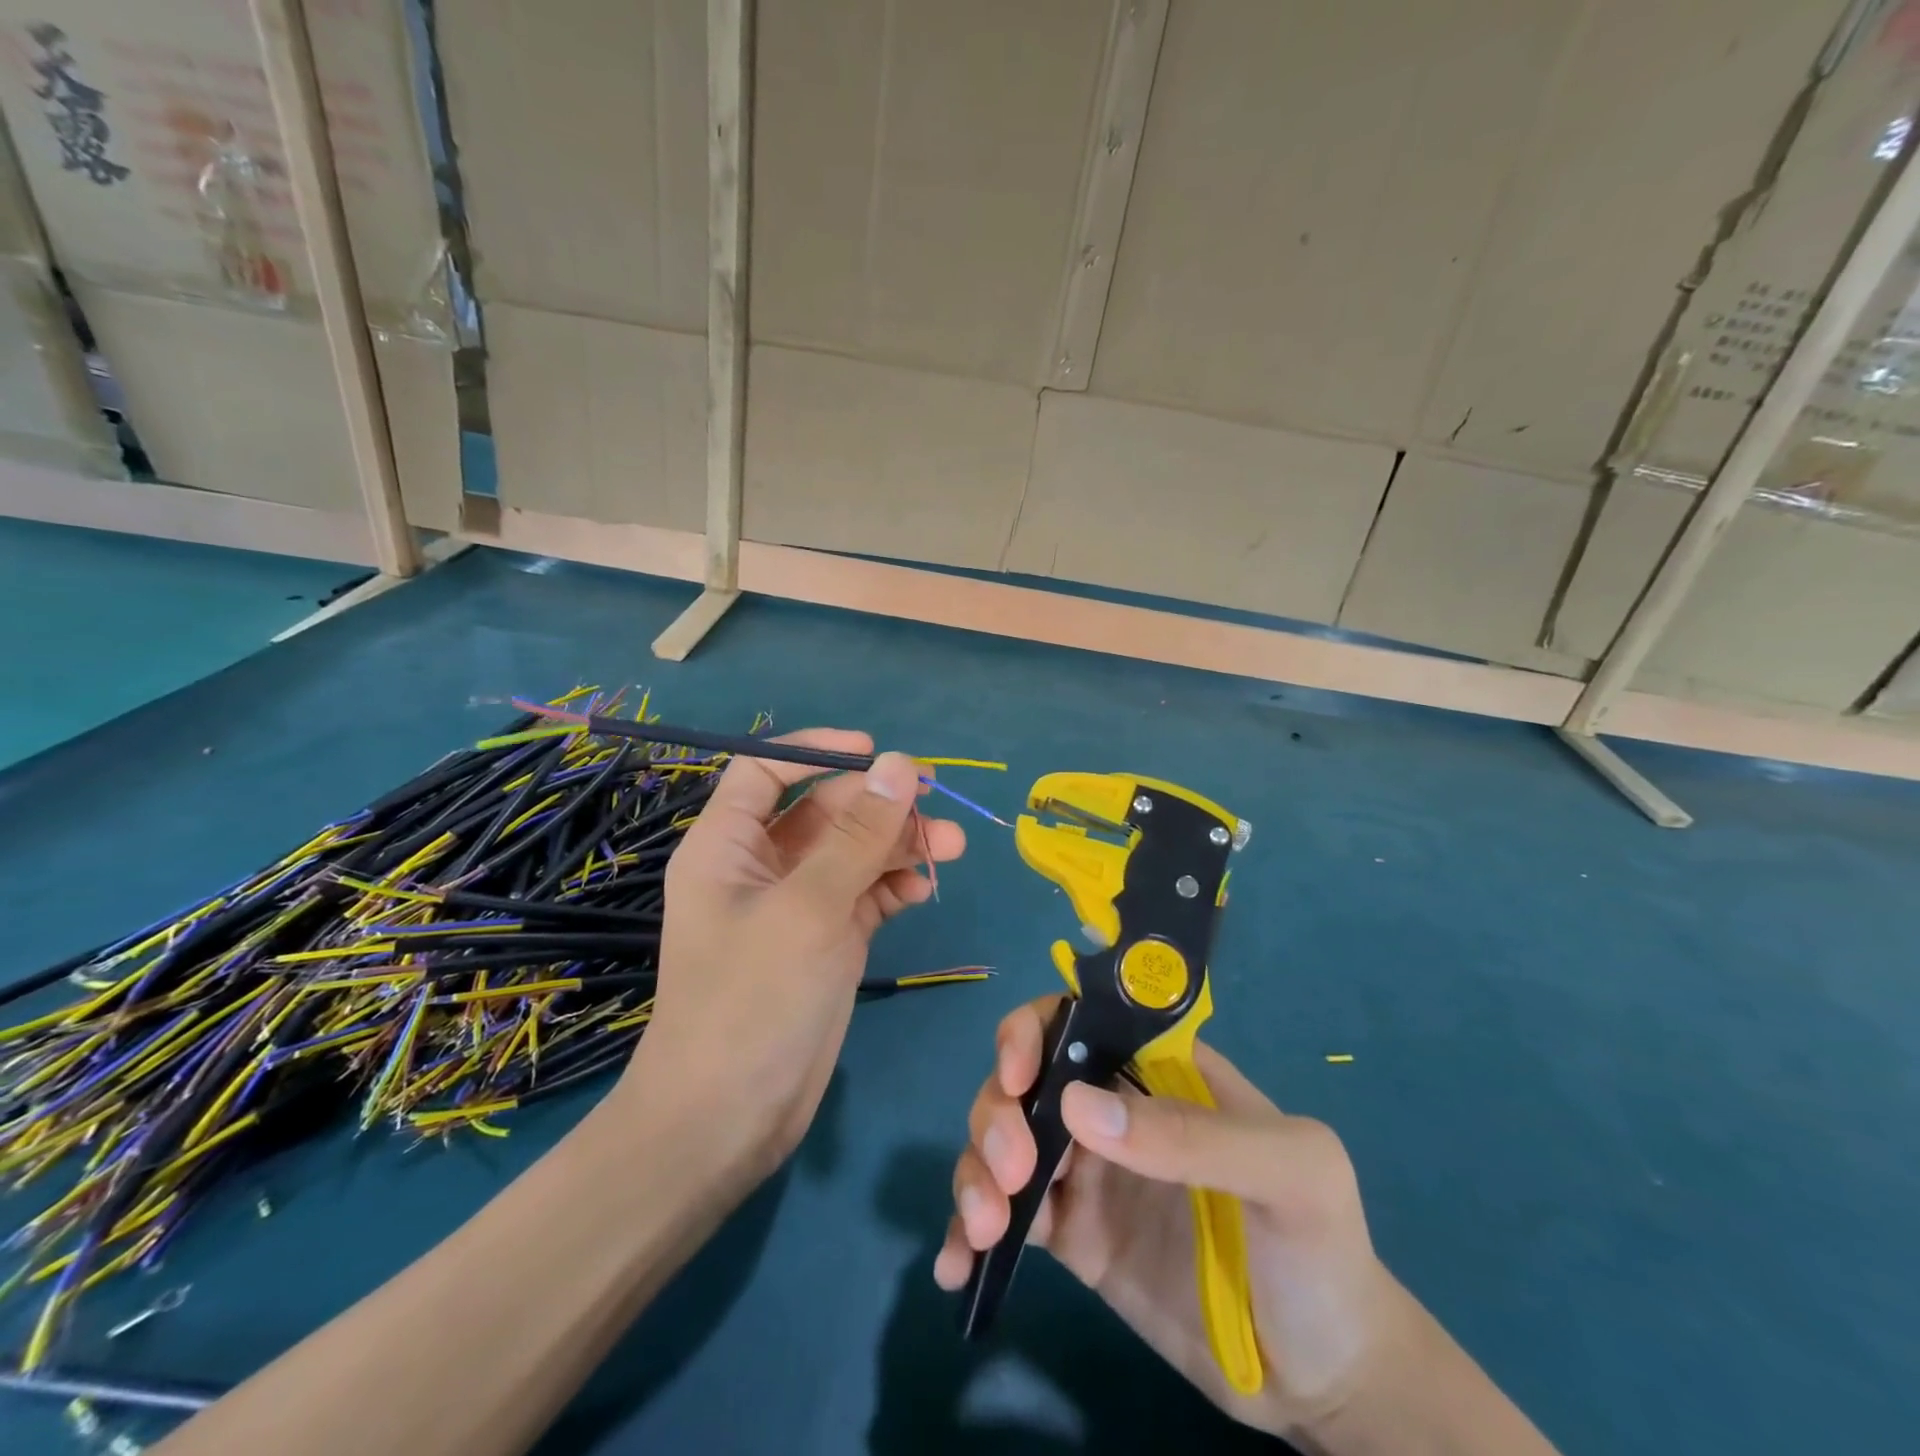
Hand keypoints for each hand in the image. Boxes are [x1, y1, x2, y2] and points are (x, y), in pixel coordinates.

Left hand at [616, 730, 964, 1181]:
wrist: (729, 1121)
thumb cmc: (752, 999)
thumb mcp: (808, 907)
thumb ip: (858, 835)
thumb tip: (901, 764)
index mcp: (728, 845)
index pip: (766, 770)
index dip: (816, 751)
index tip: (876, 753)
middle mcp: (761, 867)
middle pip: (824, 810)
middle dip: (880, 806)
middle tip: (937, 806)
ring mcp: (797, 905)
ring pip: (853, 853)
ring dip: (899, 845)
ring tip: (953, 848)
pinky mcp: (827, 939)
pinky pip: (865, 893)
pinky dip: (894, 885)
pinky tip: (922, 890)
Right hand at [933, 997, 1404, 1444]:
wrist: (1326, 1378)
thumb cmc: (1322, 1251)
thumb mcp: (1292, 1174)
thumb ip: (1197, 1135)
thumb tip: (1078, 1107)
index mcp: (1159, 1071)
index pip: (1080, 1019)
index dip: (1035, 1031)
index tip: (1018, 1076)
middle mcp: (1114, 1109)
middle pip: (1026, 1077)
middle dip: (998, 1110)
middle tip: (1013, 1170)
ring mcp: (1088, 1172)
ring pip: (1004, 1139)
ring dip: (975, 1167)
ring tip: (984, 1227)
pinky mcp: (1074, 1236)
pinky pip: (1009, 1215)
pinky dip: (969, 1229)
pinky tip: (958, 1264)